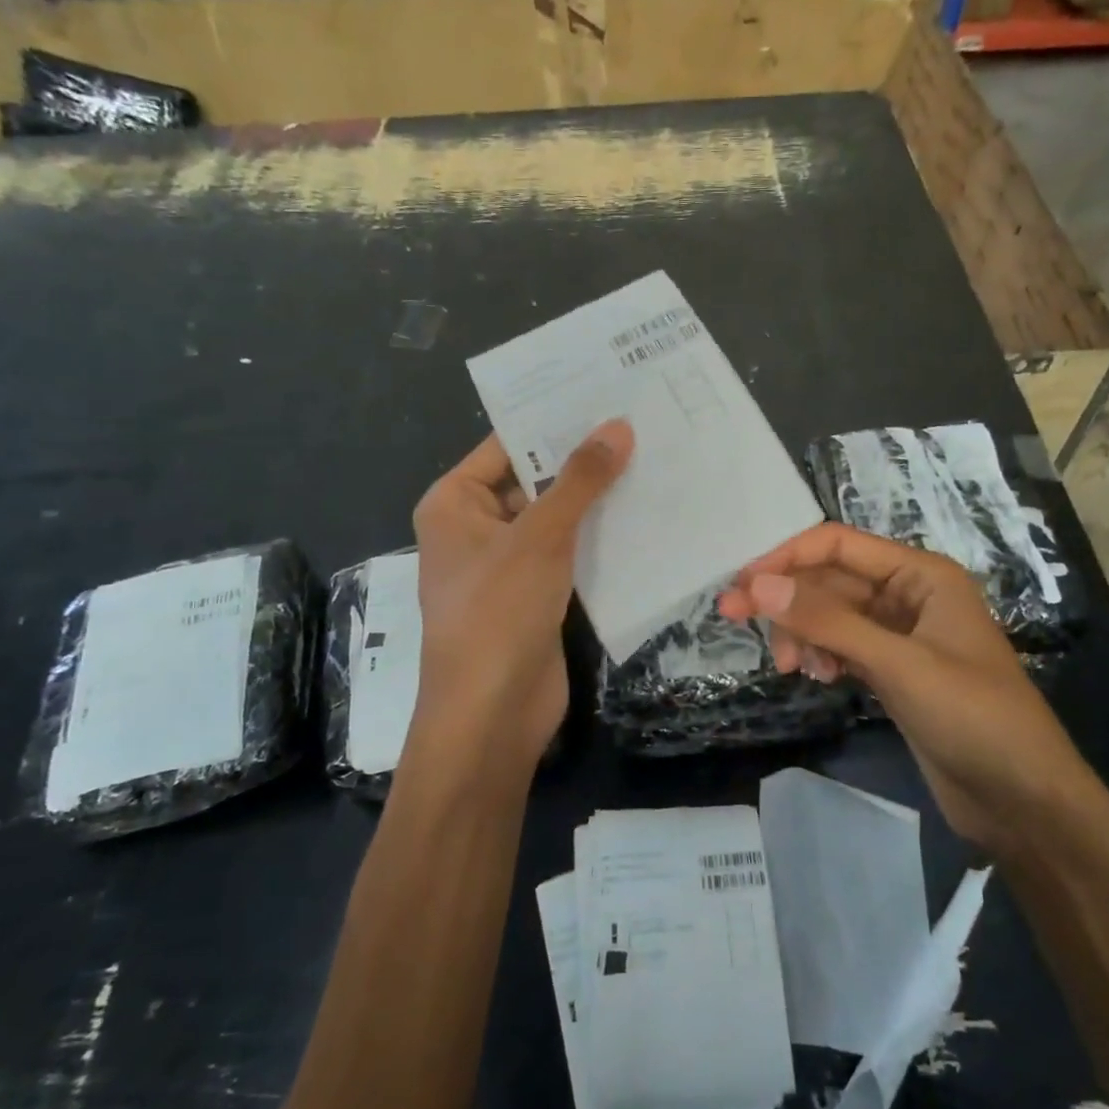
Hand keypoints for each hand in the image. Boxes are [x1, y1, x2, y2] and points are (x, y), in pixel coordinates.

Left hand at [408, 419, 634, 783]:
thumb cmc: (498, 613)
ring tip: (653, 459)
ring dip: (597, 500)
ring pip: (557, 518)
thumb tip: (618, 426)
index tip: (606, 393)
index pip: (507, 445)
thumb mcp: (539, 537)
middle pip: (534, 480)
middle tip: (641, 423)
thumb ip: (579, 480)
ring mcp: (507, 563)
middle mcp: (476, 527)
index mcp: (455, 502)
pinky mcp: (536, 594)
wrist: (491, 715)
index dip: (554, 421)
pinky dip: (600, 538)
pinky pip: (570, 553)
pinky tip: (646, 516)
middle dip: (583, 460)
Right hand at [718, 524, 1096, 848]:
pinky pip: (841, 647)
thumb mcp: (897, 663)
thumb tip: (756, 585)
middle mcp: (908, 595)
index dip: (786, 558)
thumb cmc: (973, 716)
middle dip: (786, 600)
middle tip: (735, 620)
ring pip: (831, 616)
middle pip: (829, 581)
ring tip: (789, 666)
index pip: (838, 545)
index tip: (741, 585)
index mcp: (920, 574)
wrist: (1025, 801)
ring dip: (802, 632)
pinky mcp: (893, 672)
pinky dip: (821, 655)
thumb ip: (827, 621)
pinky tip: (816, 677)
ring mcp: (900, 636)